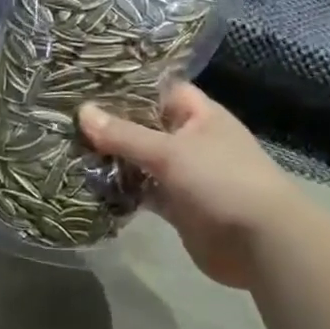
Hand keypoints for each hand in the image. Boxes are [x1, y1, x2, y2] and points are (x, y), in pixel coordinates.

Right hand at [79, 84, 293, 289]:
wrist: (263, 244)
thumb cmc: (222, 181)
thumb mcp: (170, 152)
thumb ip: (124, 134)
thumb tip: (82, 112)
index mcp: (198, 114)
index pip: (158, 89)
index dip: (126, 86)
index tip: (87, 84)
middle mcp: (191, 139)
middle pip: (145, 125)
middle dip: (112, 125)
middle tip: (67, 118)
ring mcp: (185, 174)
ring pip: (142, 160)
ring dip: (114, 159)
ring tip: (69, 148)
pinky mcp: (178, 205)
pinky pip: (144, 191)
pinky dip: (123, 190)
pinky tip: (91, 185)